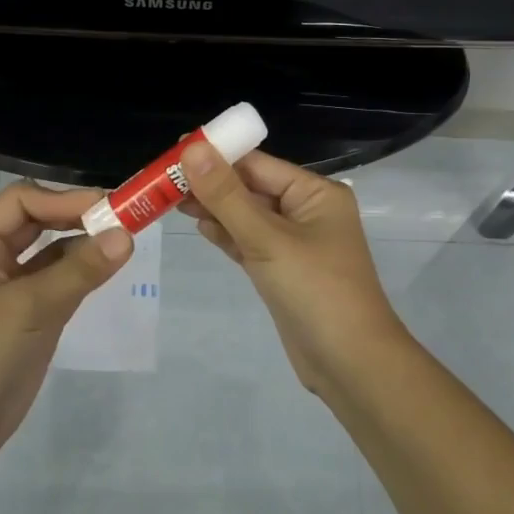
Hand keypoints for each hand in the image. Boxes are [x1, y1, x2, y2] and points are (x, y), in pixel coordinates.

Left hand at [0, 182, 131, 470]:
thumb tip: (126, 236)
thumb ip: (78, 271)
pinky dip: (83, 274)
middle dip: (78, 216)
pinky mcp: (28, 320)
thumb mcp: (28, 309)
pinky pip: (59, 284)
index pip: (23, 201)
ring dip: (84, 245)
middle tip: (125, 219)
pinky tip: (108, 271)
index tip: (110, 209)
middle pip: (38, 222)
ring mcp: (11, 292)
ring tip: (125, 242)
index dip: (65, 199)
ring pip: (52, 253)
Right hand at [178, 144, 410, 392]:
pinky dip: (226, 235)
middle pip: (251, 188)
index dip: (217, 155)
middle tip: (163, 178)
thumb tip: (192, 148)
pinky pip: (250, 243)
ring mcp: (295, 244)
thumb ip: (227, 196)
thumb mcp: (267, 239)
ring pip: (247, 217)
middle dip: (211, 183)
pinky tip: (199, 225)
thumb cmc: (315, 291)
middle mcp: (307, 212)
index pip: (258, 163)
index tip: (174, 149)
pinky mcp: (283, 272)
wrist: (350, 364)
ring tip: (170, 199)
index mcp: (316, 193)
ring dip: (214, 208)